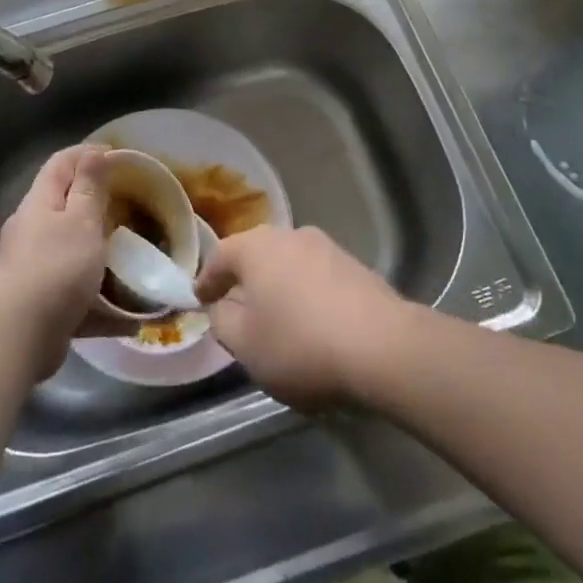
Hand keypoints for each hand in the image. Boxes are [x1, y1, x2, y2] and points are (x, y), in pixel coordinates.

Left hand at [0, 146, 111, 378]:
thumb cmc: (55, 267)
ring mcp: (34, 270)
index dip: (87, 153)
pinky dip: (102, 305)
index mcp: (40, 203)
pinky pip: (77, 298)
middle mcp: (32, 231)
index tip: (119, 155)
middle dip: (97, 205)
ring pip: (72, 253)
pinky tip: (131, 318)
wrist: (16, 338)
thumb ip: (89, 187)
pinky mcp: (42, 306)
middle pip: (65, 207)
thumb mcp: (81, 220)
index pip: (61, 163)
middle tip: (132, 207)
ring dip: (100, 255)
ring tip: (133, 259)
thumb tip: (93, 153)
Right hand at [195, 226, 412, 410]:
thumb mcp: (245, 345)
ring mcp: (326, 247)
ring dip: (278, 287)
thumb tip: (222, 307)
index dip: (207, 280)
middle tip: (235, 307)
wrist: (382, 347)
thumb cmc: (300, 344)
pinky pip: (316, 278)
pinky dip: (306, 295)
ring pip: (289, 265)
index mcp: (256, 247)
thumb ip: (223, 321)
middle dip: (244, 280)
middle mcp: (289, 235)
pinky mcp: (355, 266)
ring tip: (276, 318)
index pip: (220, 256)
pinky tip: (312, 322)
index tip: (200, 300)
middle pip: (257, 255)